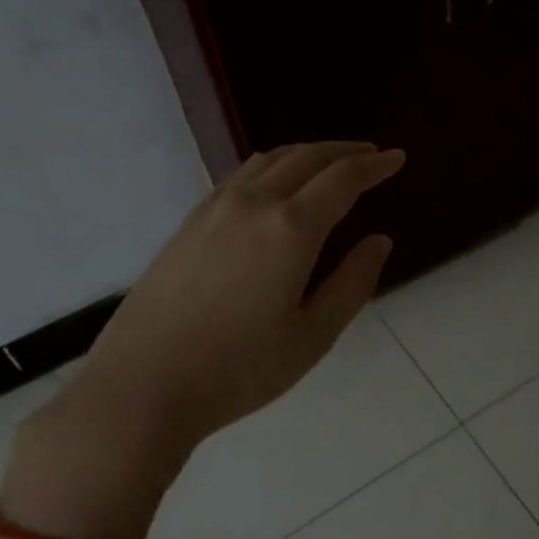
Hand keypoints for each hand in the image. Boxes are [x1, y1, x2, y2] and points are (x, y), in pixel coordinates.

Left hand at [6, 142, 403, 538]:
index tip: (397, 158)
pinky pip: (239, 177)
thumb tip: (379, 241)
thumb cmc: (240, 369)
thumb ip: (353, 283)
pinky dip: (271, 167)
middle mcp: (253, 204)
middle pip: (306, 157)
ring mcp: (213, 210)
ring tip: (329, 162)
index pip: (343, 180)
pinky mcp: (187, 224)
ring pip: (268, 161)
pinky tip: (274, 185)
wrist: (142, 387)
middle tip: (371, 153)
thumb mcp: (314, 335)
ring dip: (306, 153)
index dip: (374, 166)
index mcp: (291, 229)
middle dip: (344, 151)